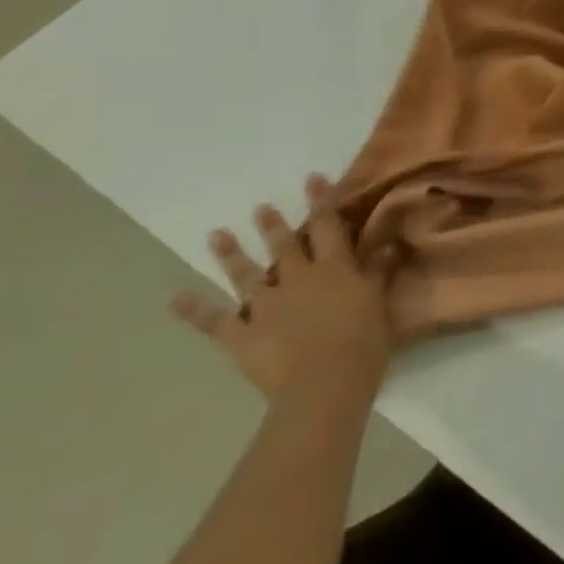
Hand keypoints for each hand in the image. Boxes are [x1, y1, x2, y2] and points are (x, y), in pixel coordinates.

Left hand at [172, 175, 396, 406]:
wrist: (324, 384)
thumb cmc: (363, 343)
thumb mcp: (379, 303)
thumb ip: (378, 273)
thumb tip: (388, 244)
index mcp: (334, 269)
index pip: (327, 226)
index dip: (322, 201)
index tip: (313, 179)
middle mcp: (297, 279)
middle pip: (284, 246)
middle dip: (274, 225)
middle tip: (261, 208)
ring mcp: (265, 306)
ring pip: (246, 274)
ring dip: (232, 254)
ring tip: (217, 235)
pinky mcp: (241, 334)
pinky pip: (214, 320)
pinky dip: (194, 309)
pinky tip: (176, 298)